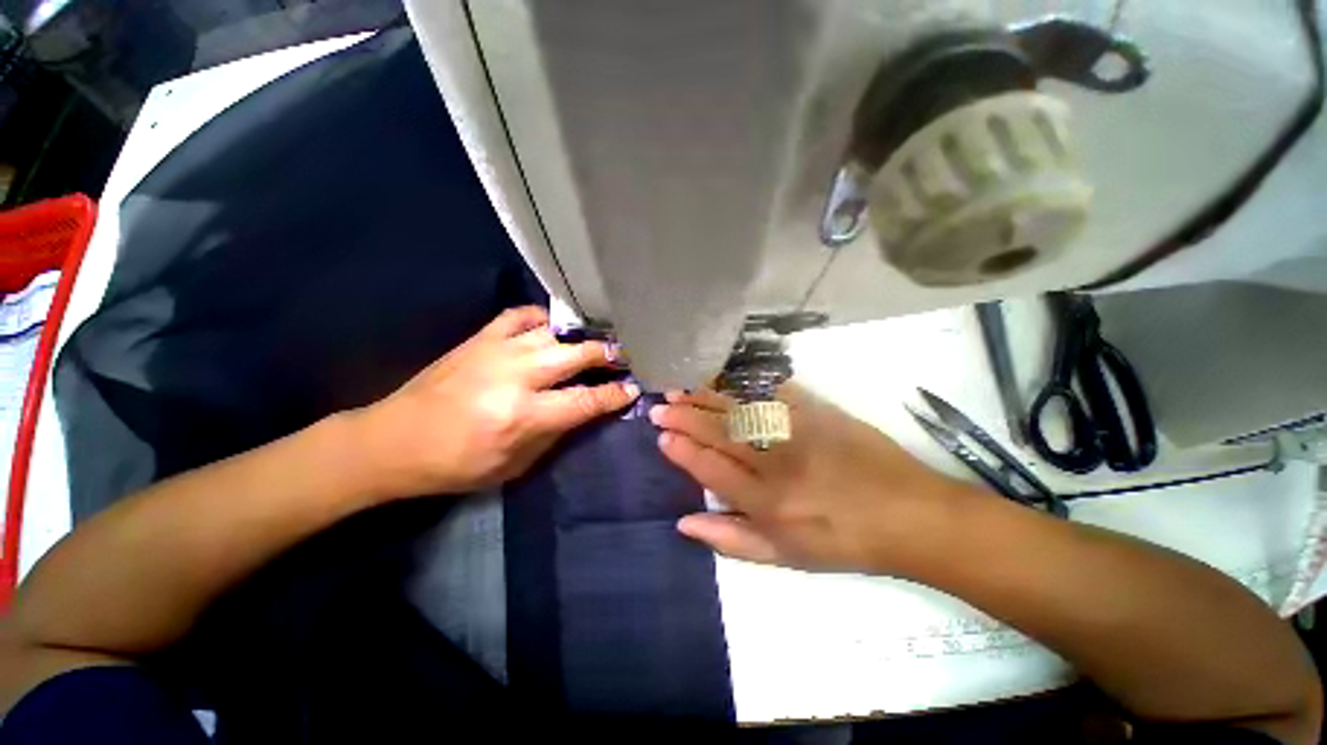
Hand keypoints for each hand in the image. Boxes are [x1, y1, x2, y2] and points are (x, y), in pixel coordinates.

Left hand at [354, 306, 638, 497]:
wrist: (394, 440)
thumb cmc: (457, 464)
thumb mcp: (515, 465)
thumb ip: (556, 433)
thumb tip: (586, 409)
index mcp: (524, 415)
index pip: (586, 400)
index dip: (615, 394)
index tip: (633, 388)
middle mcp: (516, 376)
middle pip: (577, 355)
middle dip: (607, 355)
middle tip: (624, 357)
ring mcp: (497, 350)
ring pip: (553, 332)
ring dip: (581, 337)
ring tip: (596, 342)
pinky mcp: (480, 338)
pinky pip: (520, 316)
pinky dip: (542, 318)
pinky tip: (552, 328)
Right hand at [650, 385, 979, 575]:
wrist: (909, 514)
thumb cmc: (843, 542)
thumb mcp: (786, 558)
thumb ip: (731, 539)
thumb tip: (684, 522)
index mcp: (768, 503)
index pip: (712, 468)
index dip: (683, 450)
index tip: (662, 435)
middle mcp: (778, 463)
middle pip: (721, 433)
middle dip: (686, 416)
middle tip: (661, 405)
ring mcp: (799, 432)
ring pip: (741, 409)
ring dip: (707, 395)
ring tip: (681, 386)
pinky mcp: (818, 411)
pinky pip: (774, 391)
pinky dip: (744, 382)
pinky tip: (724, 375)